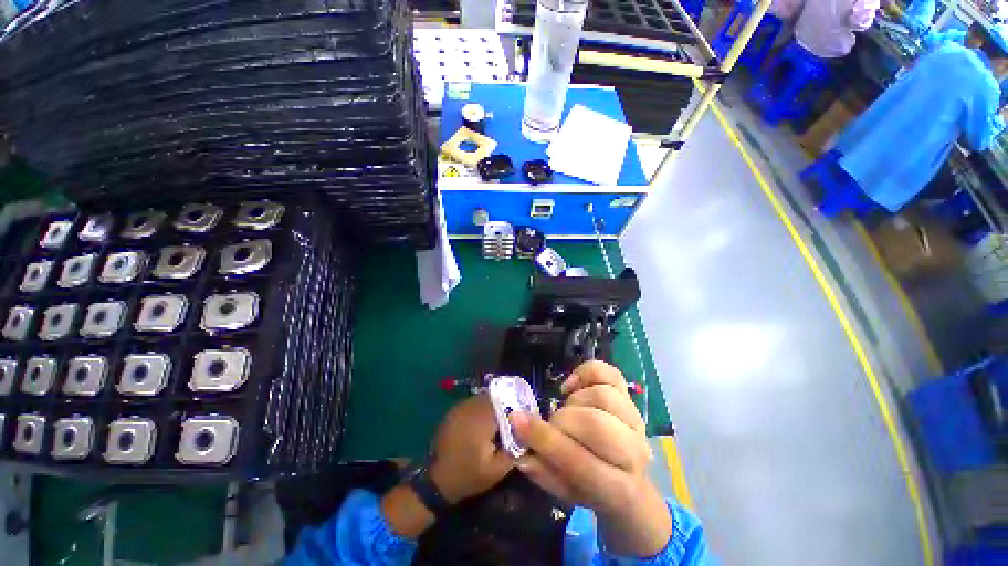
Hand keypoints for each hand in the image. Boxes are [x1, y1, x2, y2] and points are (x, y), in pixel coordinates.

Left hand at [383, 394, 513, 538]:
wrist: (438, 481)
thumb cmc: (469, 475)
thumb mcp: (497, 470)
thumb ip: (515, 449)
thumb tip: (527, 433)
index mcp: (482, 419)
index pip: (505, 401)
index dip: (516, 405)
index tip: (525, 414)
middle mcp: (471, 407)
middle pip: (494, 396)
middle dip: (505, 403)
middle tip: (514, 416)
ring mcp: (460, 407)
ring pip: (483, 397)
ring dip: (493, 404)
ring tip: (501, 418)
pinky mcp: (454, 411)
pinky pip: (473, 402)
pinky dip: (482, 407)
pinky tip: (485, 420)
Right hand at [509, 361, 671, 556]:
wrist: (627, 480)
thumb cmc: (591, 488)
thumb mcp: (564, 490)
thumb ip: (541, 469)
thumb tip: (519, 437)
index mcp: (617, 489)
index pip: (579, 462)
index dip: (544, 439)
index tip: (516, 420)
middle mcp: (634, 452)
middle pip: (594, 423)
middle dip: (562, 420)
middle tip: (551, 424)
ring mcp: (636, 421)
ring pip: (602, 395)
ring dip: (575, 400)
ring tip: (567, 409)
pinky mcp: (631, 398)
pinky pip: (609, 373)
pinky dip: (586, 372)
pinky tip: (573, 385)